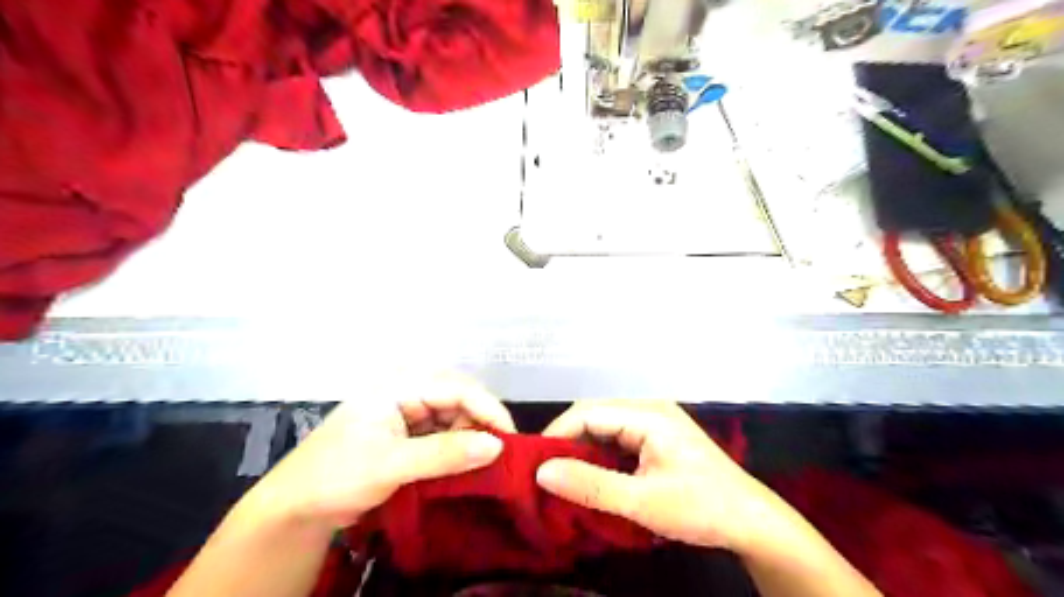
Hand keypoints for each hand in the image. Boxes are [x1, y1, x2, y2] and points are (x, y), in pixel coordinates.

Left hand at [242, 373, 515, 530]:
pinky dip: (458, 448)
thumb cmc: (336, 475)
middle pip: (461, 399)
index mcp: (401, 384)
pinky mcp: (409, 431)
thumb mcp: (391, 464)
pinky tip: (467, 465)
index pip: (458, 388)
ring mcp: (409, 410)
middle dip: (482, 425)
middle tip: (501, 458)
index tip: (511, 441)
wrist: (296, 507)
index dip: (489, 410)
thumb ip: (445, 453)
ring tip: (485, 466)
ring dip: (471, 438)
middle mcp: (409, 390)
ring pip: (456, 417)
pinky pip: (445, 433)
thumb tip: (497, 446)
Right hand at [537, 401, 783, 553]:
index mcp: (648, 414)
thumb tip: (541, 472)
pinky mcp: (657, 438)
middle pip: (595, 416)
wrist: (751, 522)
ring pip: (605, 428)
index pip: (588, 412)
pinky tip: (590, 476)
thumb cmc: (700, 507)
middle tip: (543, 473)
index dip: (557, 434)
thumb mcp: (642, 502)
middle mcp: (649, 409)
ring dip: (583, 450)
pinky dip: (600, 456)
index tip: (533, 463)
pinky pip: (618, 439)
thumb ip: (590, 486)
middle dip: (567, 441)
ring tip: (560, 476)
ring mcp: (655, 422)